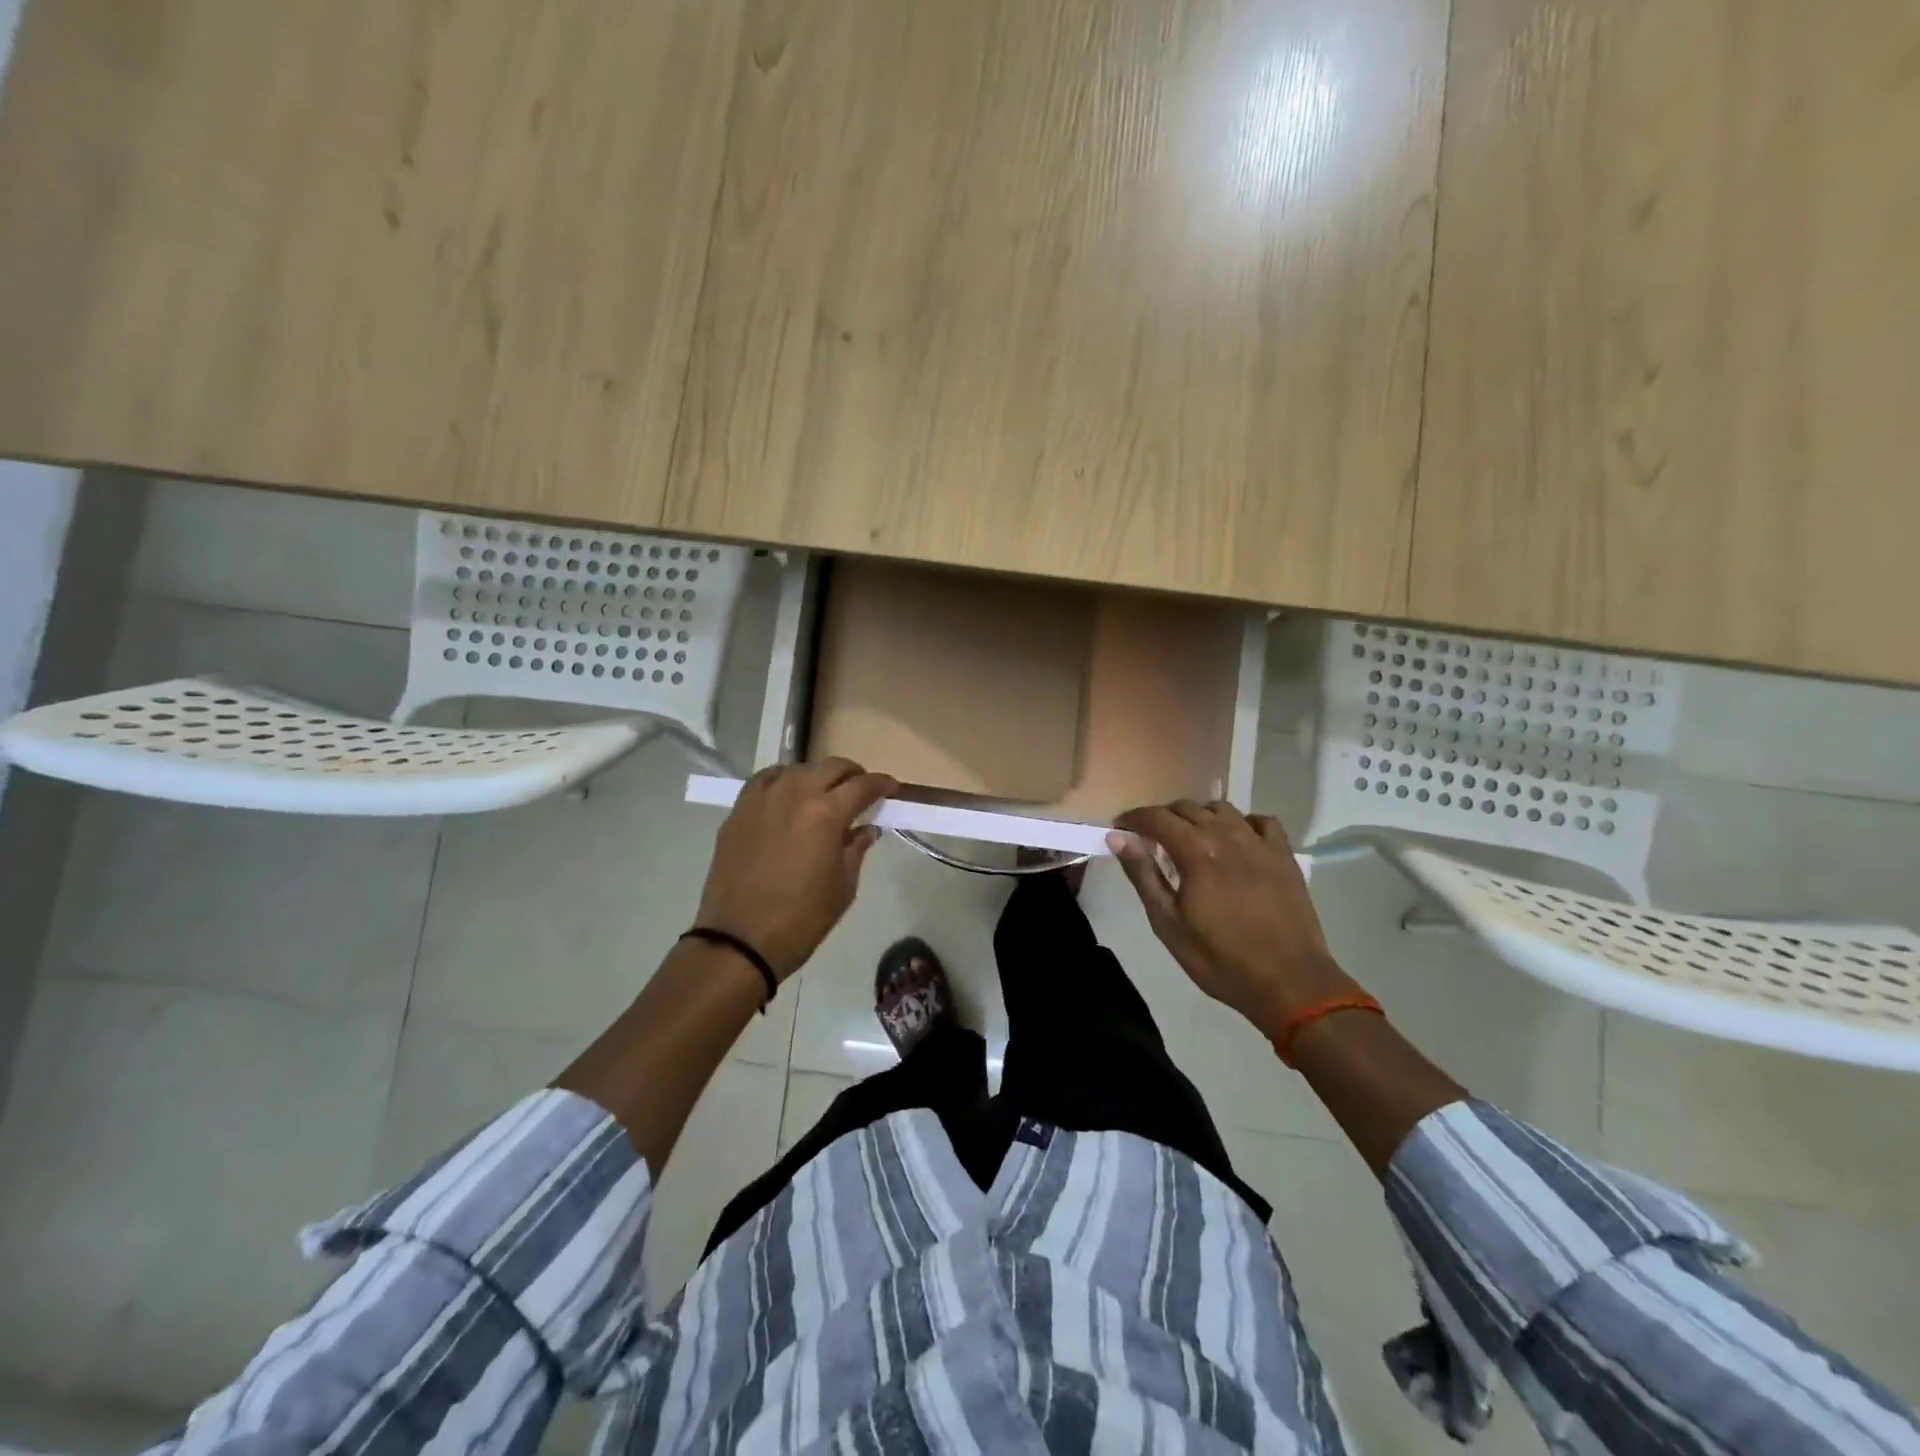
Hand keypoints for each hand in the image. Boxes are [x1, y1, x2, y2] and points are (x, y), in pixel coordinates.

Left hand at [696, 758, 895, 978]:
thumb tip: (867, 829)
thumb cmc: (802, 919)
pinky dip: (782, 781)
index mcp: (827, 813)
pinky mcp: (738, 811)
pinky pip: (764, 781)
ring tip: (824, 793)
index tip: (891, 788)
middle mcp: (795, 794)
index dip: (881, 784)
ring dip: (817, 776)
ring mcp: (762, 799)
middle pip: (831, 767)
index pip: (862, 786)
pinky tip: (787, 795)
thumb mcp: (843, 886)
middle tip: (861, 789)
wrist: (740, 941)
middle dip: (852, 774)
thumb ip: (856, 849)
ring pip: (797, 769)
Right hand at [1109, 802, 1361, 1034]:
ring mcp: (1259, 842)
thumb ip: (1143, 875)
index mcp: (1195, 850)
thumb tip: (1118, 838)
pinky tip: (1236, 841)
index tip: (1120, 827)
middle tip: (1151, 839)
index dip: (1134, 818)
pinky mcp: (1284, 855)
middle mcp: (1226, 834)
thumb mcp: (1168, 923)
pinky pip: (1260, 821)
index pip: (1156, 817)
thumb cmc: (1220, 958)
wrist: (1289, 982)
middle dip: (1163, 817)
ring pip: (1222, 809)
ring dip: (1199, 817)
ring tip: (1190, 839)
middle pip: (1186, 808)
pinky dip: (1241, 823)